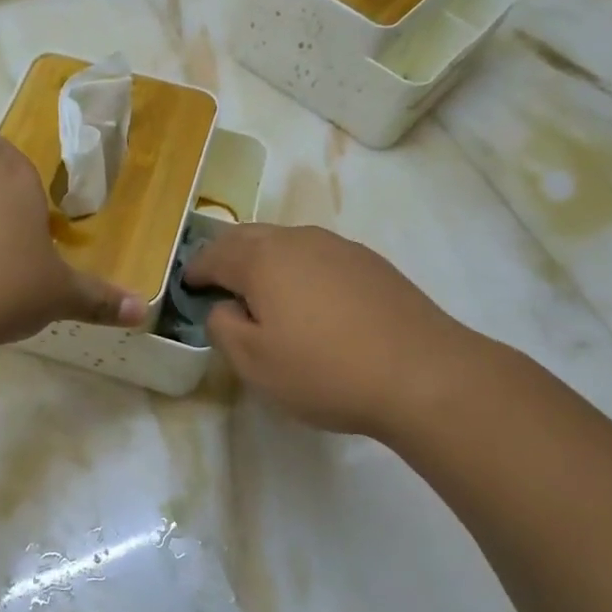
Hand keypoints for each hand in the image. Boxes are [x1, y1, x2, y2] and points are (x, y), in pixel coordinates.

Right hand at [184, 223, 487, 438]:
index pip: (214, 254)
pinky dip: (298, 268)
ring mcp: (338, 247)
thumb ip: (223, 327)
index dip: (196, 270)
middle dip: (226, 255)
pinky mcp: (370, 263)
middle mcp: (297, 240)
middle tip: (217, 281)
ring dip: (264, 259)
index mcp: (262, 259)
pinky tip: (309, 298)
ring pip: (286, 242)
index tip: (188, 285)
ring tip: (261, 289)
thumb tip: (224, 307)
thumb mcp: (255, 363)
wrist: (424, 374)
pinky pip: (317, 255)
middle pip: (249, 237)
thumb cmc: (325, 370)